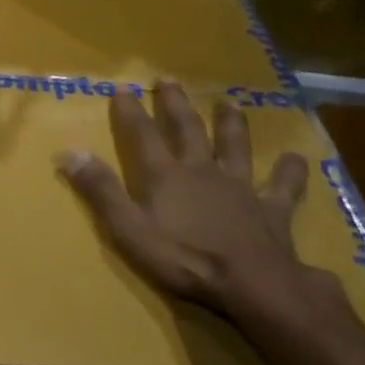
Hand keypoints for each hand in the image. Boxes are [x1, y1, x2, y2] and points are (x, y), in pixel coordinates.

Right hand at [56, 82, 343, 332]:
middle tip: (168, 80)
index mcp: (166, 176)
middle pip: (187, 130)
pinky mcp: (272, 210)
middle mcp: (202, 171)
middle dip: (175, 104)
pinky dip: (289, 172)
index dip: (130, 111)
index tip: (122, 87)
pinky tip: (295, 159)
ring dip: (231, 124)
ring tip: (229, 103)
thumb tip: (70, 152)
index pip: (143, 135)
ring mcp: (240, 187)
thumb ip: (101, 190)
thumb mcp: (129, 229)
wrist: (252, 284)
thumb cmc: (184, 259)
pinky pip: (282, 186)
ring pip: (235, 147)